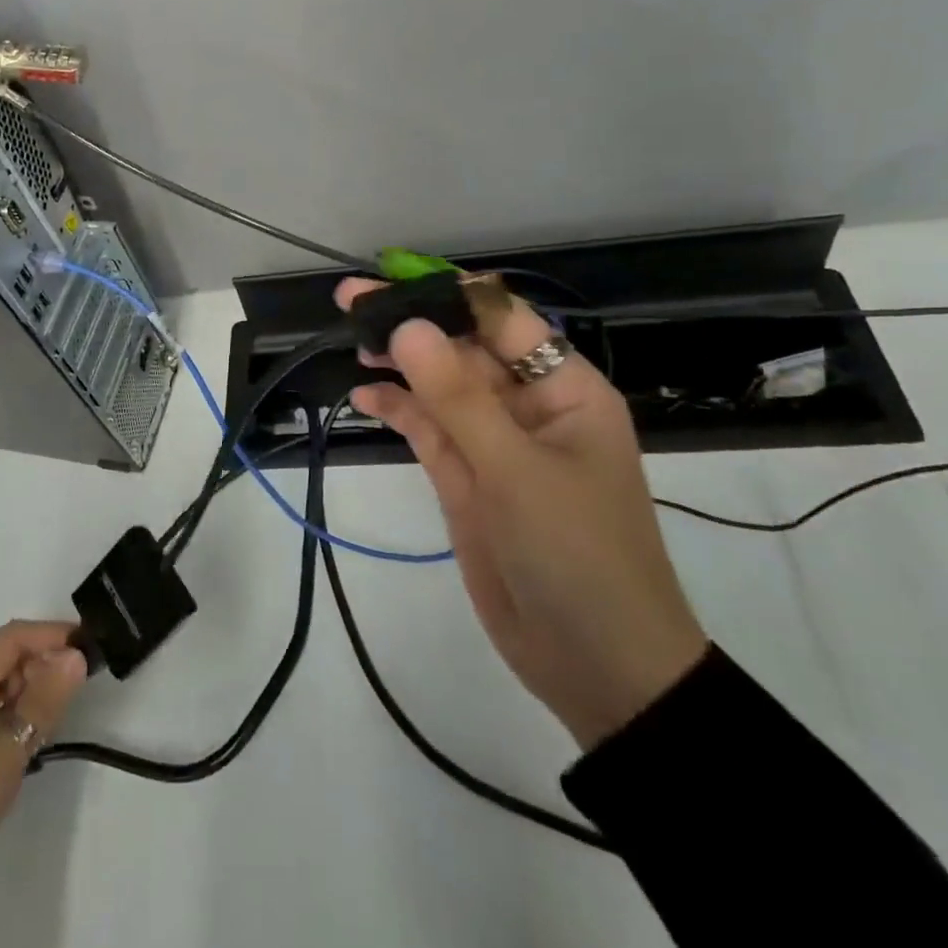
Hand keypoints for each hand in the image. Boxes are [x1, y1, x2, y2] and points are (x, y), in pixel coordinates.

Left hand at [0, 620, 88, 926]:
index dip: (51, 635)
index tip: (90, 645)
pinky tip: (47, 734)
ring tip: (73, 704)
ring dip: (40, 691)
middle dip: (48, 661)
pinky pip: (5, 722)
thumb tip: (75, 655)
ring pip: (10, 692)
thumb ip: (40, 706)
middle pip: (10, 662)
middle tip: (89, 679)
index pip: (10, 641)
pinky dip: (29, 720)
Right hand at [336, 279, 708, 749]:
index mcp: (564, 390)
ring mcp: (495, 444)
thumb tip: (408, 326)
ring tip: (353, 343)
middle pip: (464, 348)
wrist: (597, 666)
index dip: (447, 294)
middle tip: (350, 301)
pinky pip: (429, 429)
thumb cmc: (577, 555)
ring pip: (441, 386)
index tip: (390, 281)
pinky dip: (398, 409)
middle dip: (413, 324)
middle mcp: (529, 406)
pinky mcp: (468, 479)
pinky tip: (364, 396)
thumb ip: (458, 398)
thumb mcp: (517, 471)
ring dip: (400, 363)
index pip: (502, 320)